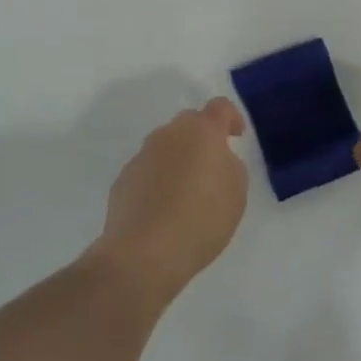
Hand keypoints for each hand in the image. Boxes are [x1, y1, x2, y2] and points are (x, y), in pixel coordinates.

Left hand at [94, 98, 247, 308]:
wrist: (144, 253)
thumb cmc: (201, 219)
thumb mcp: (236, 194)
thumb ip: (230, 166)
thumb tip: (216, 160)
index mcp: (202, 132)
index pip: (220, 107)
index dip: (231, 117)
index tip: (236, 136)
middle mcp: (170, 134)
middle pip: (190, 122)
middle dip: (202, 138)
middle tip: (211, 166)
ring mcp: (143, 154)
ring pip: (166, 145)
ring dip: (178, 158)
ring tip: (186, 192)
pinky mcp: (124, 178)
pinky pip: (148, 169)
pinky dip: (158, 180)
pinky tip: (163, 208)